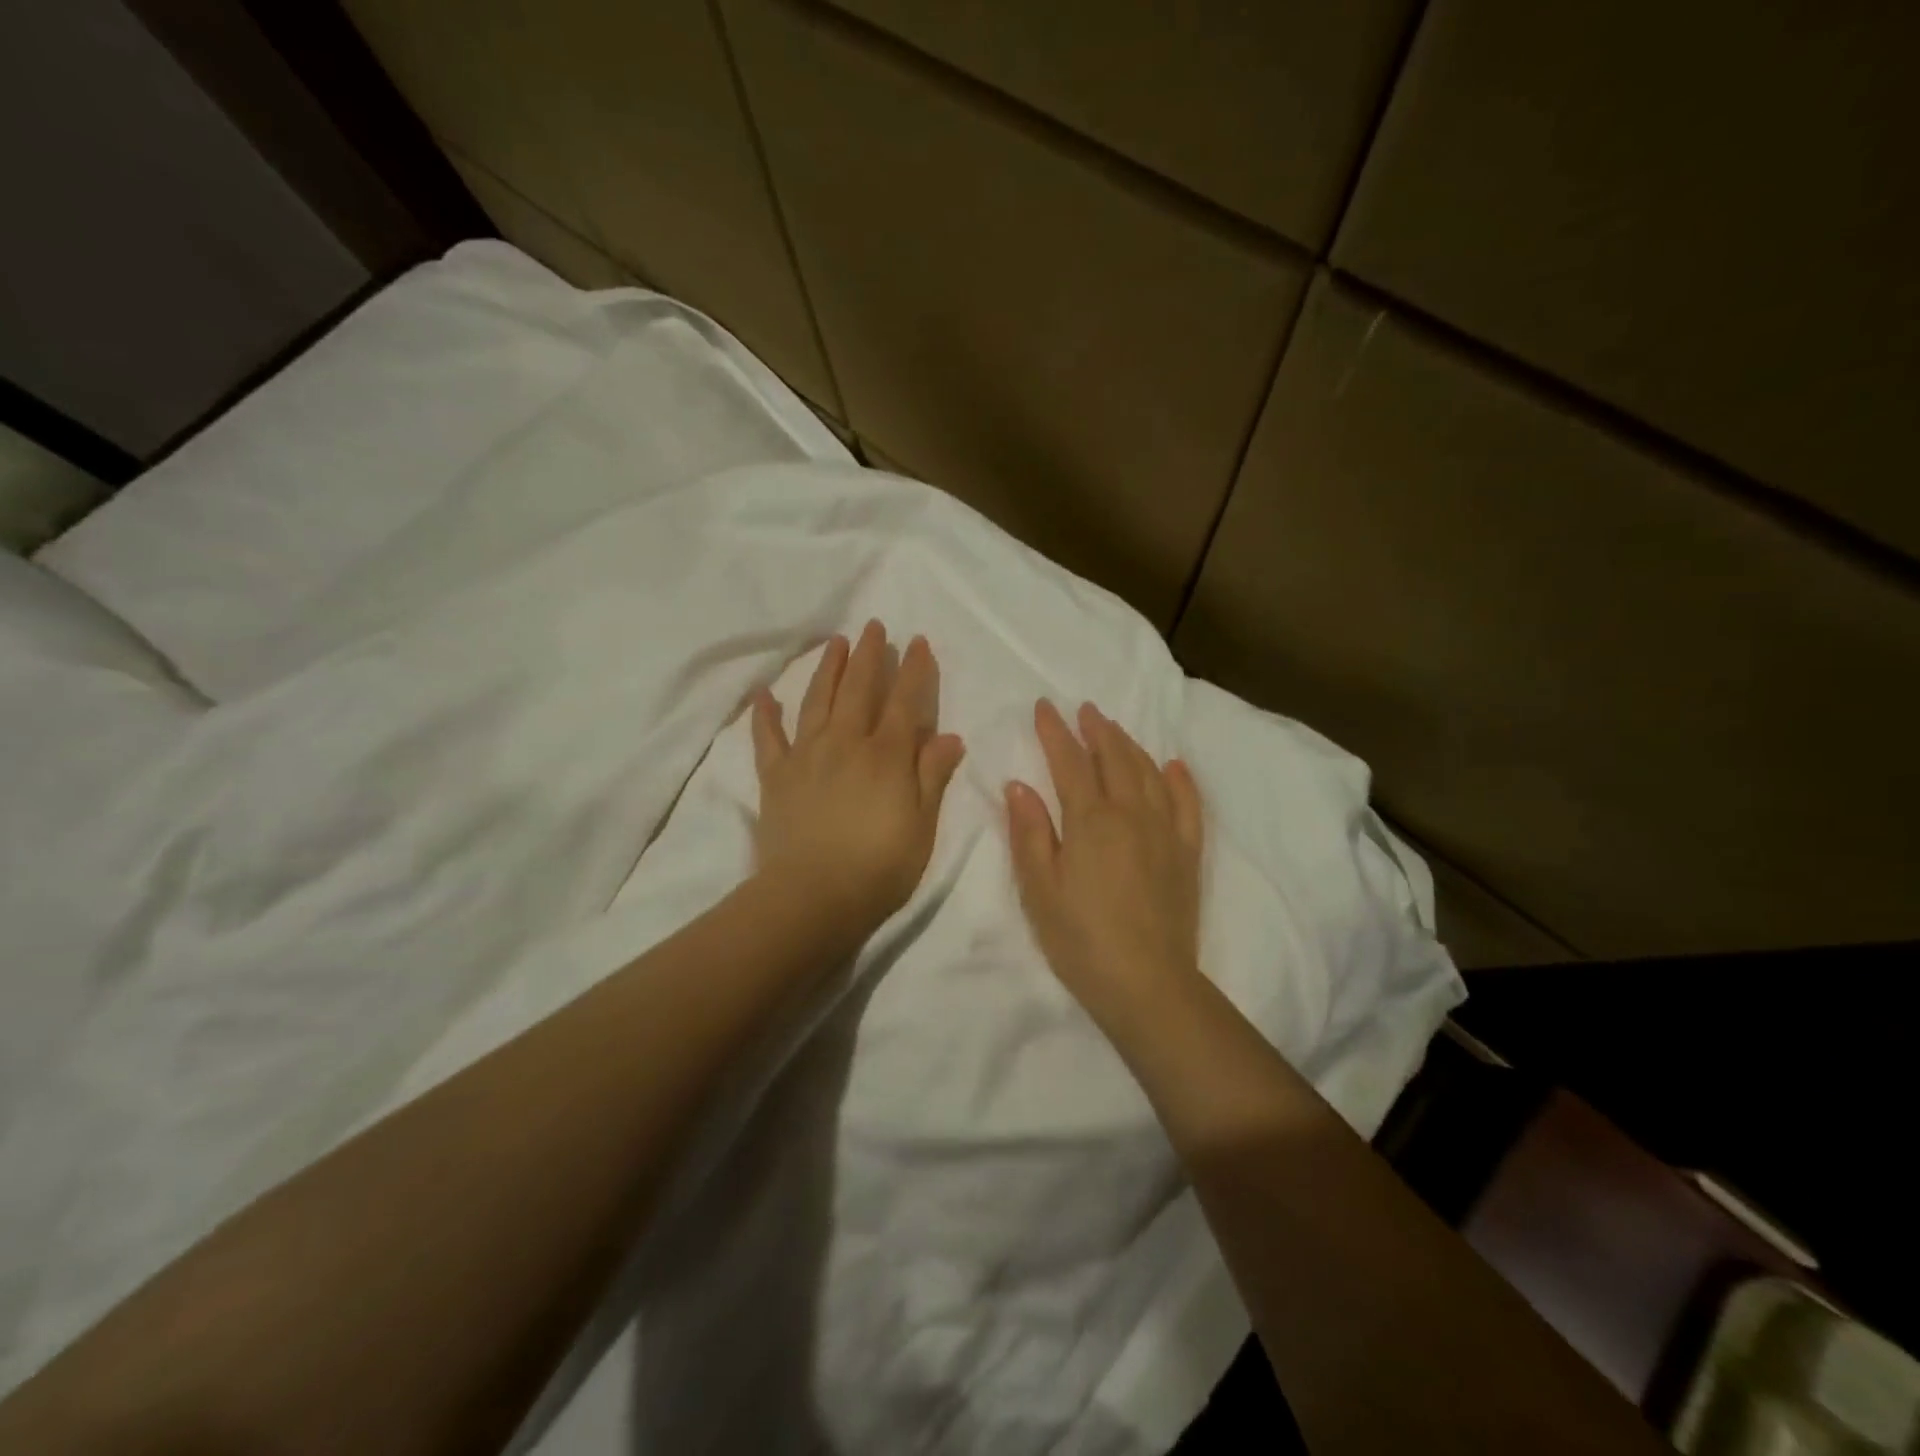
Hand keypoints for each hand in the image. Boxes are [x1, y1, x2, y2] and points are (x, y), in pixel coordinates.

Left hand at [751, 621, 965, 941]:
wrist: (812, 897)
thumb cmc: (879, 867)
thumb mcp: (922, 825)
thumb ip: (932, 776)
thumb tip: (948, 735)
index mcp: (886, 755)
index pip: (904, 702)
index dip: (913, 670)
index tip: (917, 641)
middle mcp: (846, 743)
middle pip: (859, 689)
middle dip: (869, 655)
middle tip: (873, 626)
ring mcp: (807, 756)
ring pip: (817, 700)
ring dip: (828, 668)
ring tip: (834, 642)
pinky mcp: (776, 776)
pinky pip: (768, 738)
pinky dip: (765, 715)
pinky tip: (764, 694)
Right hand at [1005, 700, 1204, 1031]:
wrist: (1147, 983)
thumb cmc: (1081, 939)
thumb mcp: (1039, 890)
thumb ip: (1030, 833)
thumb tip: (1018, 785)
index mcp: (1090, 821)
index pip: (1070, 762)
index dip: (1055, 732)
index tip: (1044, 706)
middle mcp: (1131, 814)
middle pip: (1113, 758)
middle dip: (1096, 730)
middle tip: (1084, 709)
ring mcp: (1165, 831)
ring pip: (1149, 773)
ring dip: (1130, 746)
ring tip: (1116, 729)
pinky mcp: (1187, 853)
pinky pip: (1188, 804)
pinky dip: (1180, 780)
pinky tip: (1173, 766)